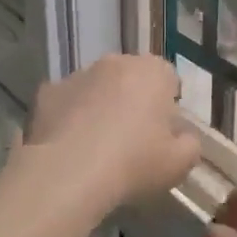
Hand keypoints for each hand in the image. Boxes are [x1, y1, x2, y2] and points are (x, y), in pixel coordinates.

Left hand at [24, 55, 200, 209]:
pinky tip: (70, 146)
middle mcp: (115, 63)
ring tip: (97, 145)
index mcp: (152, 71)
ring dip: (100, 106)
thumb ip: (190, 144)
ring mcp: (77, 75)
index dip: (167, 104)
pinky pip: (66, 102)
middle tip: (132, 139)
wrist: (69, 174)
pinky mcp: (47, 93)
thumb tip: (183, 137)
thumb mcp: (180, 164)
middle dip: (133, 100)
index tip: (162, 132)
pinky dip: (69, 117)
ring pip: (97, 87)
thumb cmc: (134, 163)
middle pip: (131, 78)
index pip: (168, 78)